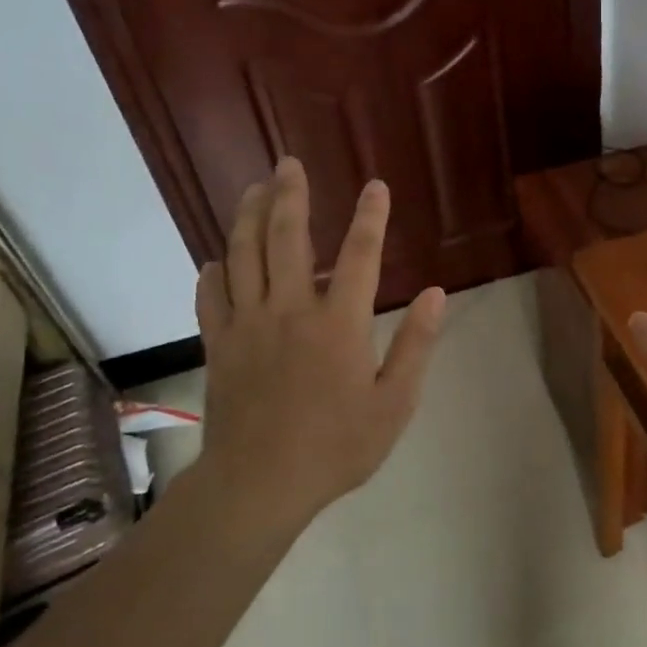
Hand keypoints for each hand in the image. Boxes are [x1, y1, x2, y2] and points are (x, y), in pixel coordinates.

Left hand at [191, 157, 445, 522]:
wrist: (260, 484)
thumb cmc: (338, 446)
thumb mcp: (395, 403)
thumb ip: (416, 344)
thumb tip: (437, 293)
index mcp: (338, 324)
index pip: (359, 255)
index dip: (370, 217)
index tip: (375, 186)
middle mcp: (290, 310)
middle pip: (287, 238)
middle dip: (290, 195)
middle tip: (289, 162)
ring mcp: (247, 325)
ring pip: (242, 255)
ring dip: (247, 216)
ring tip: (253, 188)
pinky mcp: (219, 345)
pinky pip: (210, 296)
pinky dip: (213, 271)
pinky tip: (217, 259)